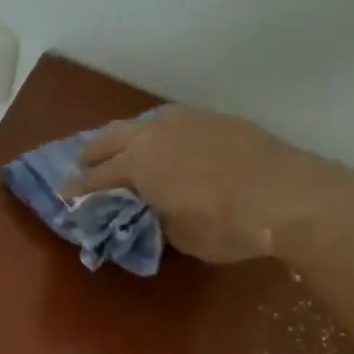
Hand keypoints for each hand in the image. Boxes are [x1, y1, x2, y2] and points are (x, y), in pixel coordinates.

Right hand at [61, 106, 353, 262]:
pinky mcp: (217, 119)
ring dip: (125, 135)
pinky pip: (174, 120)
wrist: (288, 195)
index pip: (99, 176)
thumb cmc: (226, 225)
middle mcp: (157, 133)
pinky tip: (166, 138)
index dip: (80, 188)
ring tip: (121, 145)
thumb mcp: (181, 235)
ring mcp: (189, 120)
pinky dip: (159, 130)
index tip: (65, 195)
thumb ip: (159, 216)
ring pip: (144, 121)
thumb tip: (157, 208)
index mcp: (140, 164)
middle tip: (82, 163)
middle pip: (113, 137)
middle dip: (93, 151)